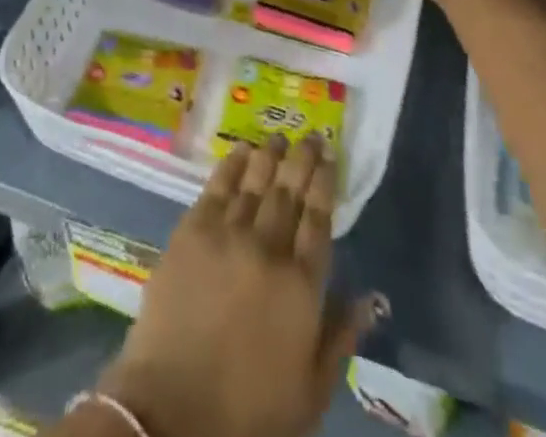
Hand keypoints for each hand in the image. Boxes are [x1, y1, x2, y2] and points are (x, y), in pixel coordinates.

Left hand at [99, 135, 377, 436]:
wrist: (173, 411)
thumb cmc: (249, 410)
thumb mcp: (310, 389)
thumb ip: (341, 337)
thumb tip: (372, 297)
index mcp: (301, 285)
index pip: (318, 218)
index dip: (325, 183)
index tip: (331, 157)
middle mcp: (268, 247)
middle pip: (289, 191)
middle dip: (302, 159)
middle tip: (312, 135)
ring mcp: (228, 234)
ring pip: (256, 181)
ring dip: (270, 155)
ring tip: (279, 137)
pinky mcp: (192, 232)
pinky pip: (217, 187)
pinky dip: (231, 165)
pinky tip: (240, 150)